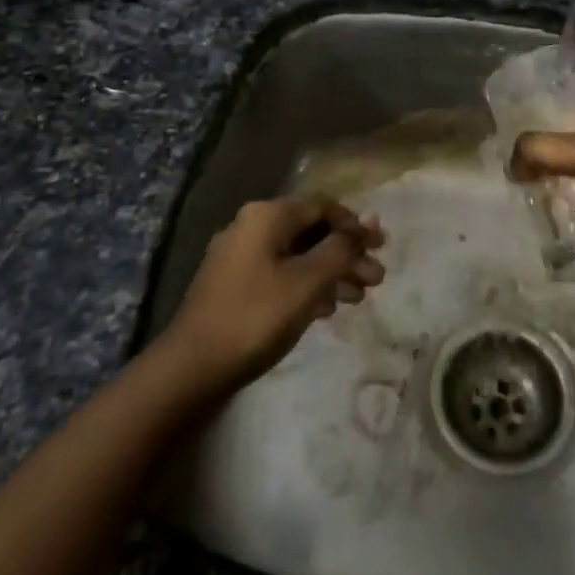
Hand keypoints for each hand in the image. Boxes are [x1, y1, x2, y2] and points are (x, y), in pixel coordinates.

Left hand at [161, 198, 385, 393]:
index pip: (323, 207)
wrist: (192, 368)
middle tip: (376, 280)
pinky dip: (306, 286)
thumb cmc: (256, 317)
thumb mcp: (307, 281)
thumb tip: (367, 222)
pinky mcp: (233, 285)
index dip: (356, 226)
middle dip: (346, 255)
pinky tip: (326, 310)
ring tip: (358, 299)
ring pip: (297, 256)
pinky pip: (280, 274)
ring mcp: (239, 256)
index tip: (382, 247)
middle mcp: (251, 226)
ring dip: (330, 273)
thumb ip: (340, 249)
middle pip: (311, 232)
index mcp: (267, 215)